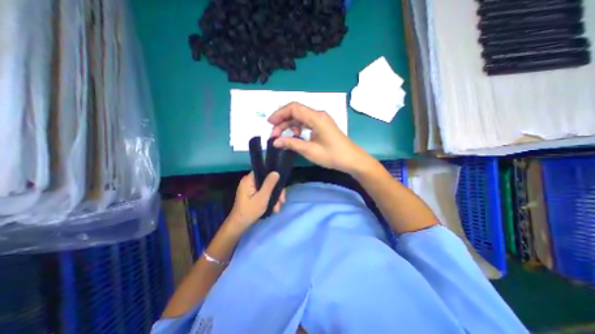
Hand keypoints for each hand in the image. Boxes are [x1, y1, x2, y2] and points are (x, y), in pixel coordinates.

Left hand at [227, 172, 283, 232]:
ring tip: (277, 208)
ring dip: (274, 197)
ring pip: (267, 188)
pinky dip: (270, 199)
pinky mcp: (253, 194)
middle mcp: (249, 181)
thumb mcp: (262, 198)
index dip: (274, 177)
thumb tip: (276, 172)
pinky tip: (274, 207)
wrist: (239, 225)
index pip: (263, 171)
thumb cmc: (249, 211)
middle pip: (267, 181)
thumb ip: (269, 184)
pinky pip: (264, 192)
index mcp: (249, 180)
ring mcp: (251, 188)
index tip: (281, 186)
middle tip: (282, 201)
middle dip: (276, 191)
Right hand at [267, 102, 370, 174]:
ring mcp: (321, 120)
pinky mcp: (322, 125)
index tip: (270, 124)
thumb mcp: (309, 150)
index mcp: (316, 117)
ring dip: (289, 125)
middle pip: (296, 112)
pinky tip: (296, 136)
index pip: (294, 108)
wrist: (351, 159)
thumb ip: (291, 143)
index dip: (279, 114)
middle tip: (275, 135)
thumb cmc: (332, 155)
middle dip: (283, 121)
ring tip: (284, 137)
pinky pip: (306, 122)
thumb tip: (275, 141)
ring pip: (300, 117)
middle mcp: (318, 115)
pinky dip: (298, 128)